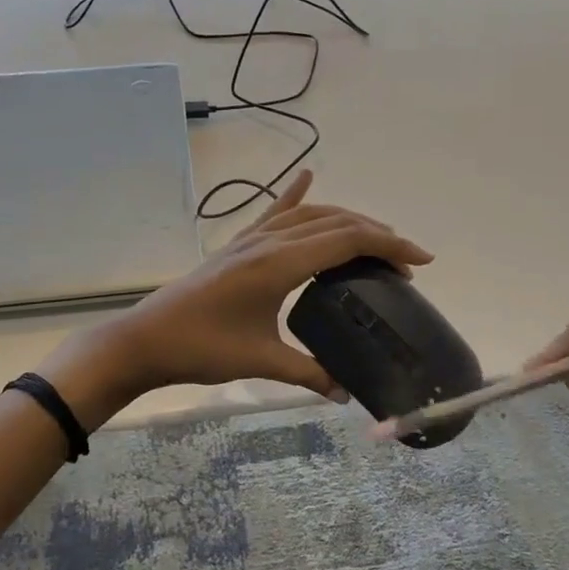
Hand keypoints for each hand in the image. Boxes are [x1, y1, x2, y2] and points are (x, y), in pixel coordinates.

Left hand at [44, 171, 431, 419]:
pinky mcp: (238, 245)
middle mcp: (269, 241)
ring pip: (310, 214)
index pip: (346, 239)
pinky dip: (295, 194)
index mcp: (279, 263)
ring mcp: (251, 239)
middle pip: (335, 222)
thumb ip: (309, 373)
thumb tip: (347, 393)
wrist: (147, 338)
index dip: (389, 245)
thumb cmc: (202, 348)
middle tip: (406, 262)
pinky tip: (307, 176)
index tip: (421, 261)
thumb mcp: (260, 361)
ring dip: (346, 220)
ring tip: (375, 237)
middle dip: (377, 235)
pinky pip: (274, 212)